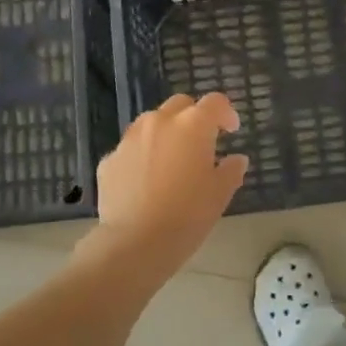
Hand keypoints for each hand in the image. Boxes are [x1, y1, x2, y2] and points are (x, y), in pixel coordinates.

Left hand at [89, 93, 247, 267]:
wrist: (135, 242)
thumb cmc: (188, 215)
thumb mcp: (220, 194)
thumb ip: (231, 170)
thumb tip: (236, 159)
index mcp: (192, 125)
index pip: (214, 103)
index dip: (226, 113)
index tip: (231, 130)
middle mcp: (159, 122)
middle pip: (180, 105)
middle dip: (193, 116)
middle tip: (202, 142)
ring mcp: (130, 139)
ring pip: (151, 123)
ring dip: (166, 133)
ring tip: (172, 159)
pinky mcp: (109, 159)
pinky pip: (131, 148)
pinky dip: (142, 155)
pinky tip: (147, 180)